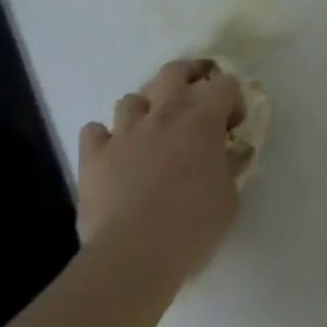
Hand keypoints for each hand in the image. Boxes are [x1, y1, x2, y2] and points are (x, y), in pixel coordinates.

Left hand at [77, 58, 246, 287]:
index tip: (232, 127)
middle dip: (188, 77)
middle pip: (174, 72)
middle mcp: (164, 115)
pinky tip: (114, 155)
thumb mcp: (229, 196)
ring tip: (150, 134)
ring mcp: (125, 133)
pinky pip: (94, 131)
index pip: (225, 84)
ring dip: (144, 111)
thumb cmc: (193, 224)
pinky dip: (104, 138)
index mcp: (203, 121)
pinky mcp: (93, 156)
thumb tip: (231, 153)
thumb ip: (230, 166)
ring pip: (131, 99)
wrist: (134, 253)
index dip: (232, 99)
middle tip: (195, 99)